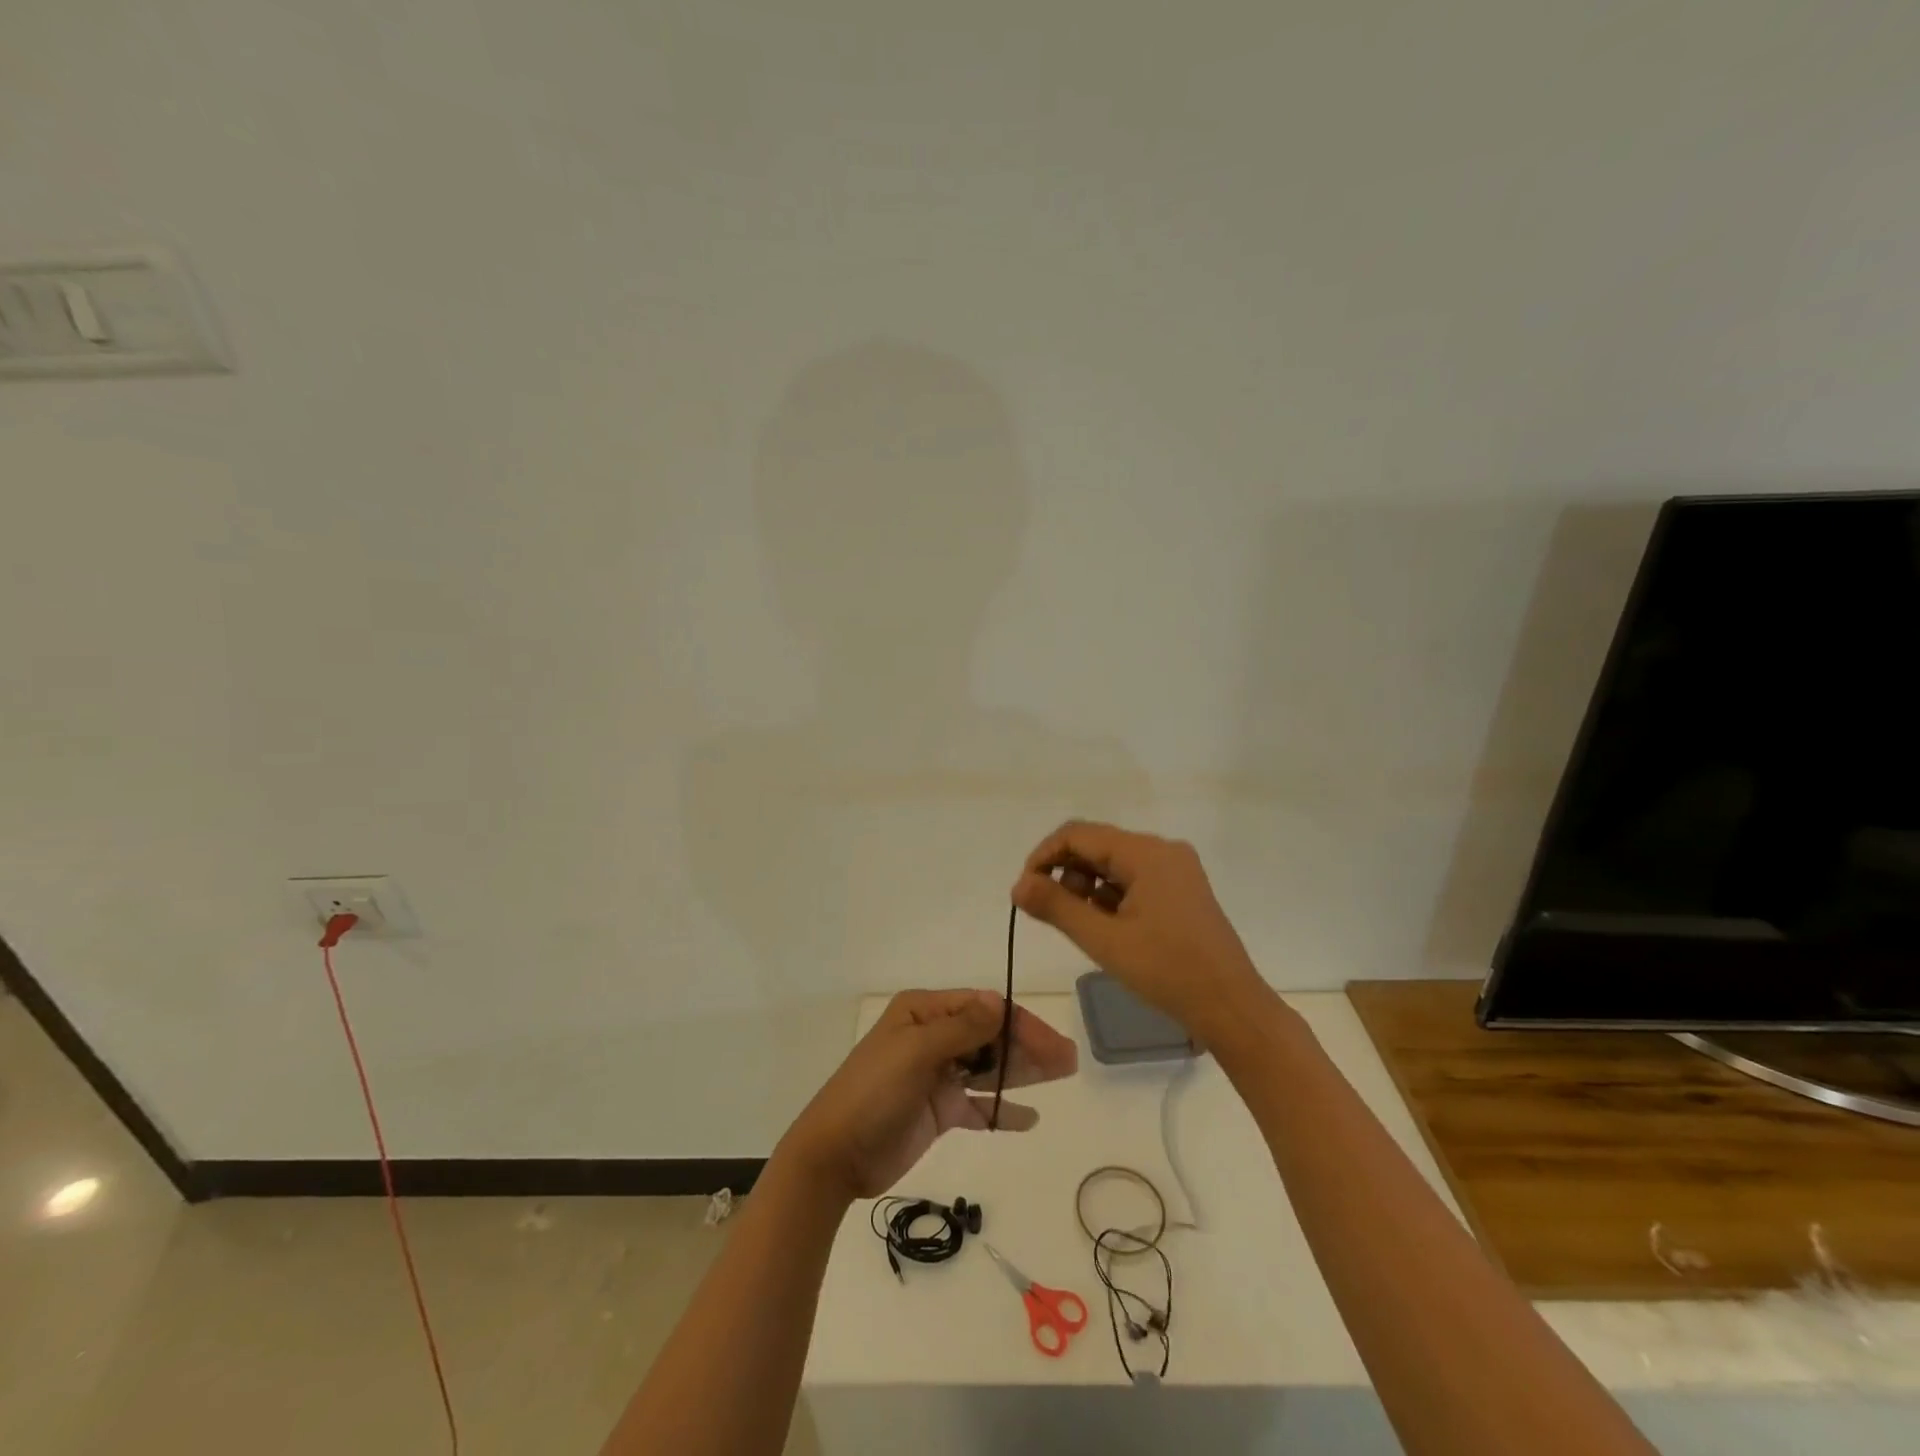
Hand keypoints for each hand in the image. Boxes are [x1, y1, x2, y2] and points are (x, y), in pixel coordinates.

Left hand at [777, 989, 1078, 1201]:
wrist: (834, 1156)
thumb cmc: (872, 1093)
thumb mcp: (915, 1053)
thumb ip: (961, 1029)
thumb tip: (1000, 1001)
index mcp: (923, 1013)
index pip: (982, 1009)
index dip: (1018, 1023)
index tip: (1050, 1044)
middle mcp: (932, 1037)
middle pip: (990, 1036)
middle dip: (1027, 1045)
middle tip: (1067, 1061)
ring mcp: (936, 1075)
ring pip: (988, 1067)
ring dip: (1022, 1072)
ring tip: (1061, 1077)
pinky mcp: (938, 1110)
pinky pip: (978, 1104)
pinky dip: (1001, 1109)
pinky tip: (1027, 1118)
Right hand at [1011, 820, 1268, 1037]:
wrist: (1232, 1008)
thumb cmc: (1167, 971)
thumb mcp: (1104, 940)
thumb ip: (1056, 906)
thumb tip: (1018, 885)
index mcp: (1147, 852)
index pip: (1078, 834)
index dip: (1044, 856)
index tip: (1025, 891)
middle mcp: (1163, 850)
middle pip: (1097, 845)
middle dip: (1065, 873)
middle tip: (1049, 912)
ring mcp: (1176, 869)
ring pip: (1114, 864)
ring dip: (1087, 886)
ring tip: (1081, 925)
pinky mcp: (1182, 890)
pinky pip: (1134, 879)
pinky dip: (1111, 896)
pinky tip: (1107, 928)